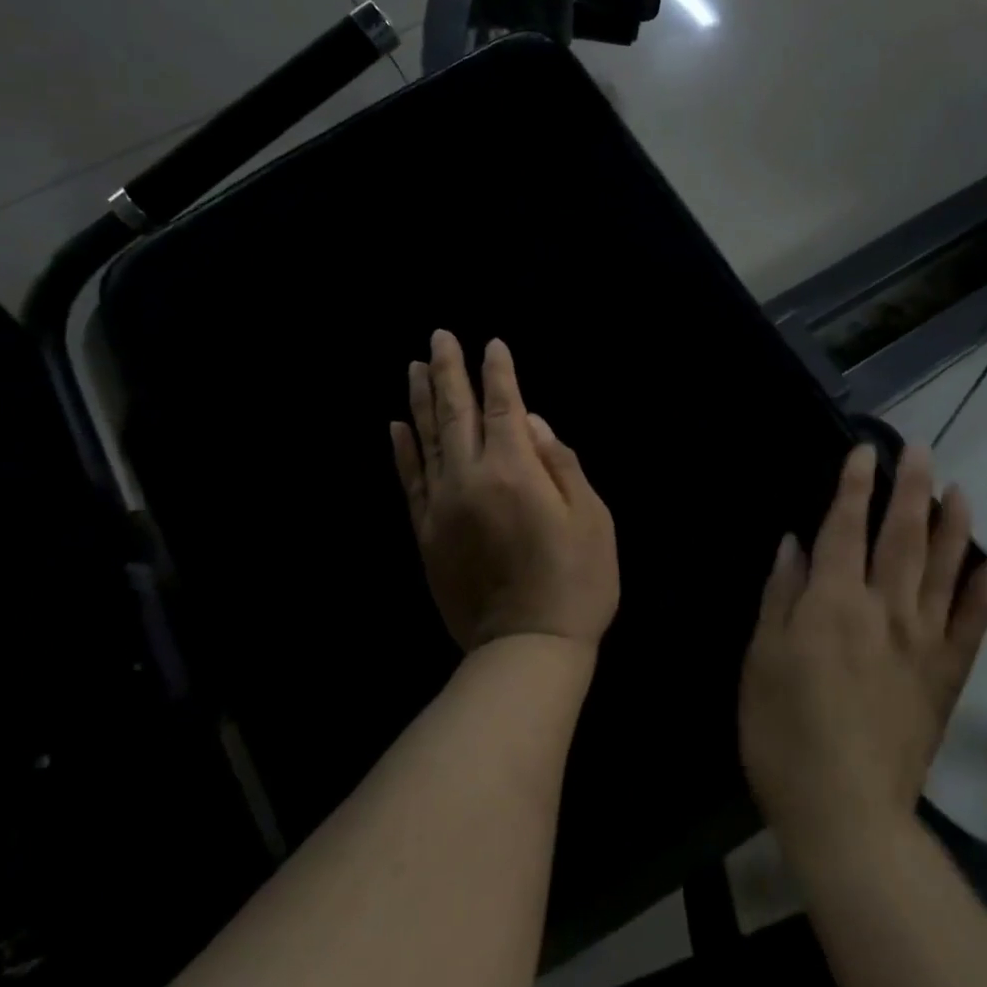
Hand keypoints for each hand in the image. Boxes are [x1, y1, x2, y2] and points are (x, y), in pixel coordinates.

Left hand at [390, 330, 618, 653]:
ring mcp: (441, 506)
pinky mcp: (426, 534)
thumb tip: (531, 422)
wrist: (526, 650)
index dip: (499, 372)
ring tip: (414, 367)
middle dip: (449, 371)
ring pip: (426, 439)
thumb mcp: (591, 517)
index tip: (492, 344)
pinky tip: (396, 427)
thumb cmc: (575, 580)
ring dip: (420, 400)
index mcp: (514, 470)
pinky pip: (410, 481)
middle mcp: (470, 478)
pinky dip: (403, 450)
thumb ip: (559, 462)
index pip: (504, 405)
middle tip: (439, 336)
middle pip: (456, 412)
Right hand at [739, 444, 986, 856]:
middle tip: (923, 452)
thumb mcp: (762, 658)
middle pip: (902, 537)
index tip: (864, 450)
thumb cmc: (785, 731)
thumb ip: (781, 594)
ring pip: (943, 571)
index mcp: (833, 603)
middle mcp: (884, 610)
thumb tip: (794, 542)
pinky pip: (970, 628)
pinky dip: (982, 594)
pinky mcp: (945, 678)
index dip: (853, 486)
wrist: (847, 814)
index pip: (845, 528)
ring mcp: (922, 644)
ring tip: (961, 492)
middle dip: (911, 489)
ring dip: (954, 528)